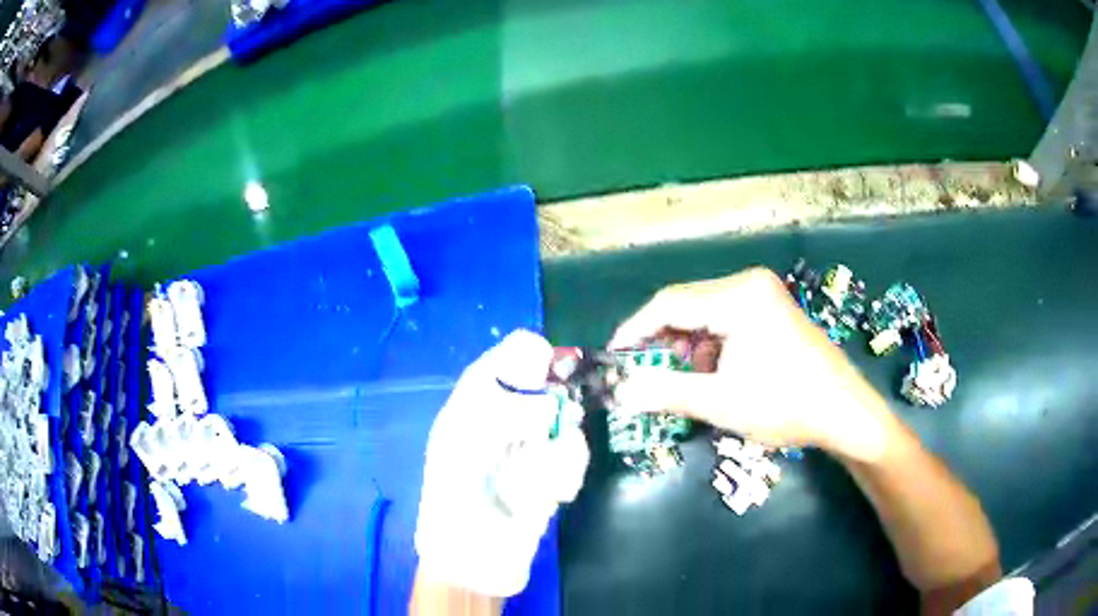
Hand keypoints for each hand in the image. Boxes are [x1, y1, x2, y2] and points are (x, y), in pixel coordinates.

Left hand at [415, 330, 588, 597]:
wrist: (474, 562)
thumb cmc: (455, 500)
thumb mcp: (463, 443)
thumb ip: (500, 404)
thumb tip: (544, 380)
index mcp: (468, 413)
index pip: (495, 368)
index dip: (521, 356)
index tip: (547, 358)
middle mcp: (498, 428)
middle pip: (538, 393)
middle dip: (551, 410)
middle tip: (556, 425)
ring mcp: (526, 454)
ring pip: (563, 425)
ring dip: (561, 451)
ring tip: (545, 480)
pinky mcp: (549, 478)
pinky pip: (572, 459)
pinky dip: (568, 473)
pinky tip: (553, 496)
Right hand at [609, 268, 895, 461]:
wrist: (844, 412)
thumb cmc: (785, 405)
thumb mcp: (720, 402)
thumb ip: (665, 391)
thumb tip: (620, 391)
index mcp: (738, 296)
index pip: (670, 304)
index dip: (635, 330)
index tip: (613, 358)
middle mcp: (748, 284)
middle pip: (686, 306)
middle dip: (662, 341)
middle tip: (644, 376)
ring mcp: (762, 295)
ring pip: (704, 315)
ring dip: (686, 346)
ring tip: (682, 381)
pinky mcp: (770, 310)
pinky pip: (725, 320)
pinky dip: (709, 346)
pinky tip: (713, 373)